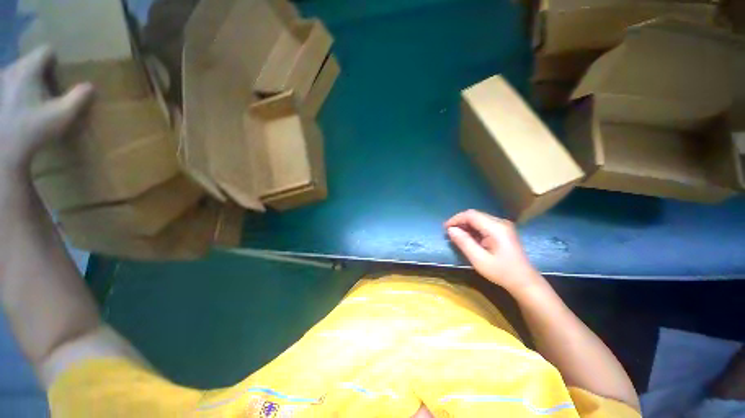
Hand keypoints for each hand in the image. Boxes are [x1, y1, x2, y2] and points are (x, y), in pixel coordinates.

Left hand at [0, 46, 92, 176]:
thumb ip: (78, 98)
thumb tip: (90, 86)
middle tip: (48, 91)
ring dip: (28, 79)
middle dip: (41, 71)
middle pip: (32, 60)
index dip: (56, 61)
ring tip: (33, 99)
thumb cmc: (33, 131)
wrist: (3, 151)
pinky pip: (8, 82)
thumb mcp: (62, 116)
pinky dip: (15, 88)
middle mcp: (11, 69)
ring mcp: (0, 81)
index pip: (46, 51)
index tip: (59, 78)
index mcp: (28, 69)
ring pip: (19, 70)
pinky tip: (18, 106)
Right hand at [445, 210, 545, 295]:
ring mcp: (503, 226)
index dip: (456, 219)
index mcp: (496, 228)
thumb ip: (464, 243)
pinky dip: (473, 229)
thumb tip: (450, 230)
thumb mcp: (479, 260)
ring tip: (456, 235)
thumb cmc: (502, 272)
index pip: (471, 215)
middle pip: (475, 215)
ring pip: (478, 218)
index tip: (445, 228)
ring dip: (466, 225)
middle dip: (460, 222)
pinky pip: (484, 224)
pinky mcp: (503, 230)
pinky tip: (468, 238)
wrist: (524, 281)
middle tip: (449, 232)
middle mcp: (500, 222)